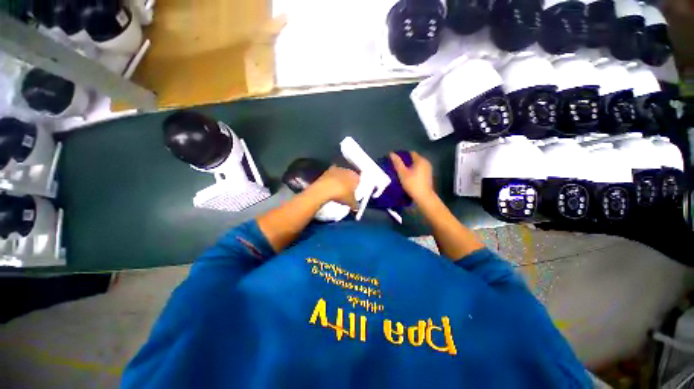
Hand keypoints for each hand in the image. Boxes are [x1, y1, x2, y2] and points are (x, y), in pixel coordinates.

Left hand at [311, 166, 359, 208]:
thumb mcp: (350, 202)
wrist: (325, 189)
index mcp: (355, 176)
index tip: (353, 194)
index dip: (355, 187)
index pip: (358, 181)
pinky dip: (330, 181)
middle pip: (349, 177)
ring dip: (338, 181)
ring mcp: (337, 169)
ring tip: (336, 191)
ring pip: (340, 175)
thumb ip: (355, 204)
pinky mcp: (327, 171)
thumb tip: (356, 207)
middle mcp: (347, 170)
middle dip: (347, 183)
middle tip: (345, 192)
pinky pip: (331, 176)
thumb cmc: (341, 193)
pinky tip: (329, 188)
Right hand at [390, 151, 434, 201]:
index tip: (395, 160)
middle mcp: (426, 162)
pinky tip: (408, 176)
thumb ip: (397, 163)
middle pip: (413, 158)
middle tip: (396, 167)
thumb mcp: (402, 173)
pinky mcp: (427, 175)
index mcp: (420, 160)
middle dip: (405, 161)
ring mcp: (428, 169)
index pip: (410, 153)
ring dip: (409, 167)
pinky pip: (419, 169)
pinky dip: (413, 171)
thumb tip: (391, 153)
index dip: (402, 155)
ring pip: (416, 164)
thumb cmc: (412, 184)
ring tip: (401, 172)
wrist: (424, 197)